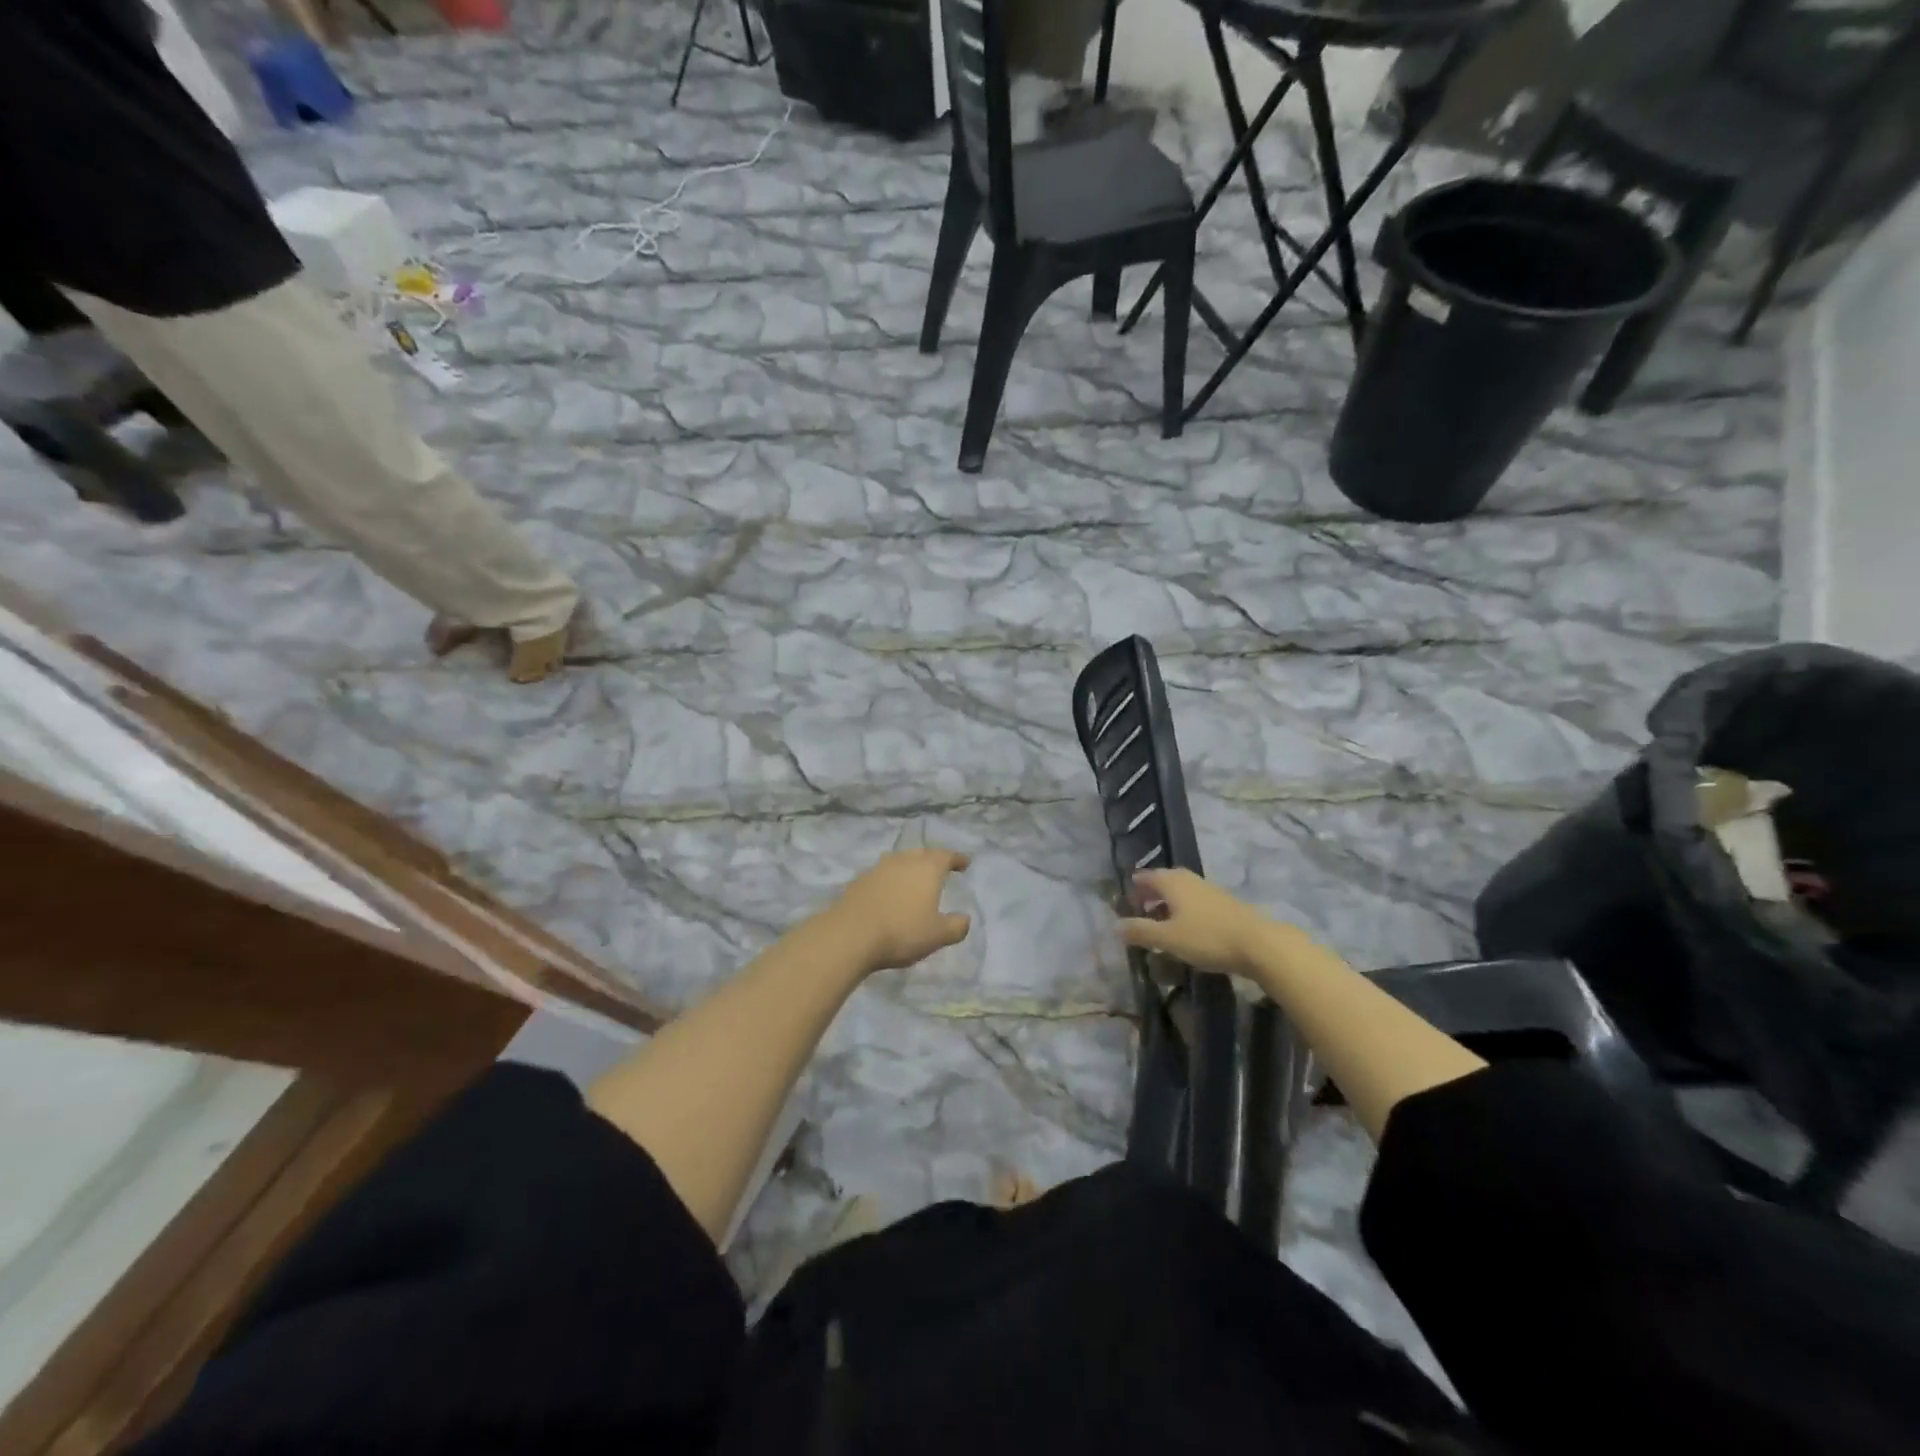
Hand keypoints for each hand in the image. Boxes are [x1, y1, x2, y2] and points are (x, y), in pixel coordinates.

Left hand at [827, 848, 972, 974]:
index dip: (957, 859)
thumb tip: (965, 919)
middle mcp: (903, 860)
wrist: (850, 935)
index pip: (947, 856)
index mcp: (927, 868)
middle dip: (933, 860)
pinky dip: (891, 880)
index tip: (965, 863)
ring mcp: (878, 868)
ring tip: (914, 879)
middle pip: (922, 853)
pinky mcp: (859, 880)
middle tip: (940, 869)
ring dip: (909, 867)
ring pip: (900, 861)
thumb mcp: (937, 935)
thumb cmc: (902, 931)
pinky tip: (890, 893)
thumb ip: (956, 926)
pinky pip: (882, 874)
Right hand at [1116, 869, 1286, 980]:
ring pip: (1182, 891)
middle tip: (1141, 908)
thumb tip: (1114, 925)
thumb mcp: (1168, 938)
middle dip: (1152, 893)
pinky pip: (1197, 901)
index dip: (1135, 886)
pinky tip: (1188, 927)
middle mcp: (1190, 880)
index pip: (1147, 876)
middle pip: (1165, 880)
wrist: (1259, 944)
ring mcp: (1210, 890)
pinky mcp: (1226, 904)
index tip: (1126, 898)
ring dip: (1169, 902)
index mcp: (1173, 882)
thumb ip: (1140, 931)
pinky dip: (1186, 910)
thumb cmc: (1207, 937)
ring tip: (1162, 920)